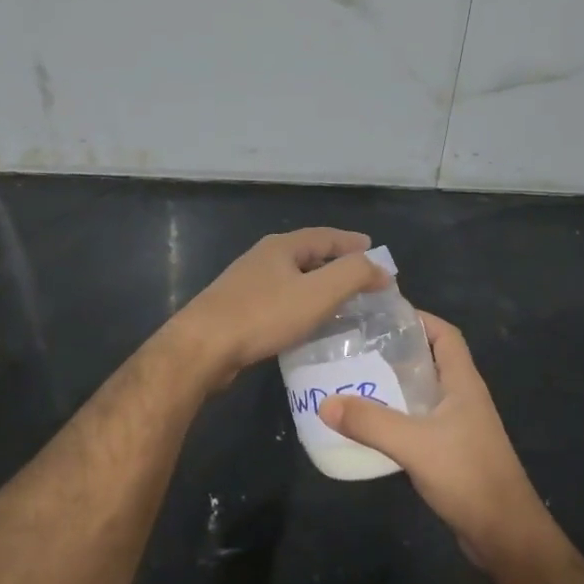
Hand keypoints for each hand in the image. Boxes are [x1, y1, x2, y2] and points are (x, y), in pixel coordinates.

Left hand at [172, 228, 386, 389]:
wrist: (203, 347)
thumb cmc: (264, 315)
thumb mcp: (318, 293)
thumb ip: (353, 275)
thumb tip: (380, 268)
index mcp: (282, 246)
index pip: (326, 236)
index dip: (352, 243)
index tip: (374, 250)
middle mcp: (263, 258)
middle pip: (308, 254)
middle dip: (336, 263)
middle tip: (361, 277)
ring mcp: (247, 284)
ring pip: (292, 278)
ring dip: (317, 285)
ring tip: (340, 300)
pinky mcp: (238, 309)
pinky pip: (279, 300)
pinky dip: (300, 304)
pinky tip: (306, 322)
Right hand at [317, 311, 553, 567]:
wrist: (504, 534)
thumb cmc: (467, 475)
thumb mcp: (414, 443)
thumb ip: (370, 422)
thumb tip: (325, 402)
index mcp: (463, 383)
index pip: (445, 335)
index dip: (418, 319)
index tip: (381, 316)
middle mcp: (463, 398)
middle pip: (430, 361)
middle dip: (396, 351)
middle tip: (355, 348)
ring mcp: (459, 426)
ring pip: (423, 393)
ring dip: (393, 386)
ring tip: (354, 381)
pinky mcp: (451, 452)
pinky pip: (419, 422)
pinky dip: (396, 417)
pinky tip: (369, 425)